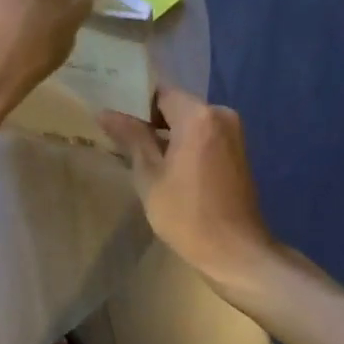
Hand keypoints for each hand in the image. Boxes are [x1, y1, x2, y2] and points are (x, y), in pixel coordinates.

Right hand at [100, 88, 276, 284]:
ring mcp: (233, 134)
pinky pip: (203, 136)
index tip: (112, 114)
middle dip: (149, 118)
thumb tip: (106, 112)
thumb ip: (131, 137)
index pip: (159, 92)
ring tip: (136, 150)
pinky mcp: (237, 152)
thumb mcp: (149, 175)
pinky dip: (184, 143)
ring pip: (190, 122)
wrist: (234, 251)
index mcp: (198, 116)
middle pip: (176, 105)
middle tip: (118, 133)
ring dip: (166, 133)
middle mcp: (220, 115)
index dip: (134, 101)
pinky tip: (164, 163)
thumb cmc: (186, 214)